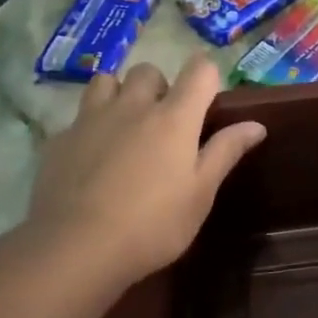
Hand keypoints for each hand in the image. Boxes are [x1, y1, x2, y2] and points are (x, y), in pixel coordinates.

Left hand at [26, 57, 264, 285]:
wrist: (77, 247)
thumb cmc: (153, 224)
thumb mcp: (200, 194)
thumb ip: (226, 152)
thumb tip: (256, 124)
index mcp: (174, 118)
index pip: (199, 70)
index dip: (207, 76)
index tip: (208, 99)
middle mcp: (133, 106)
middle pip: (148, 71)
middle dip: (160, 86)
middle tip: (165, 122)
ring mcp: (91, 119)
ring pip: (106, 81)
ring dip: (120, 94)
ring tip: (125, 126)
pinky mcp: (60, 139)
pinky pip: (78, 117)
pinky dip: (90, 127)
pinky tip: (92, 158)